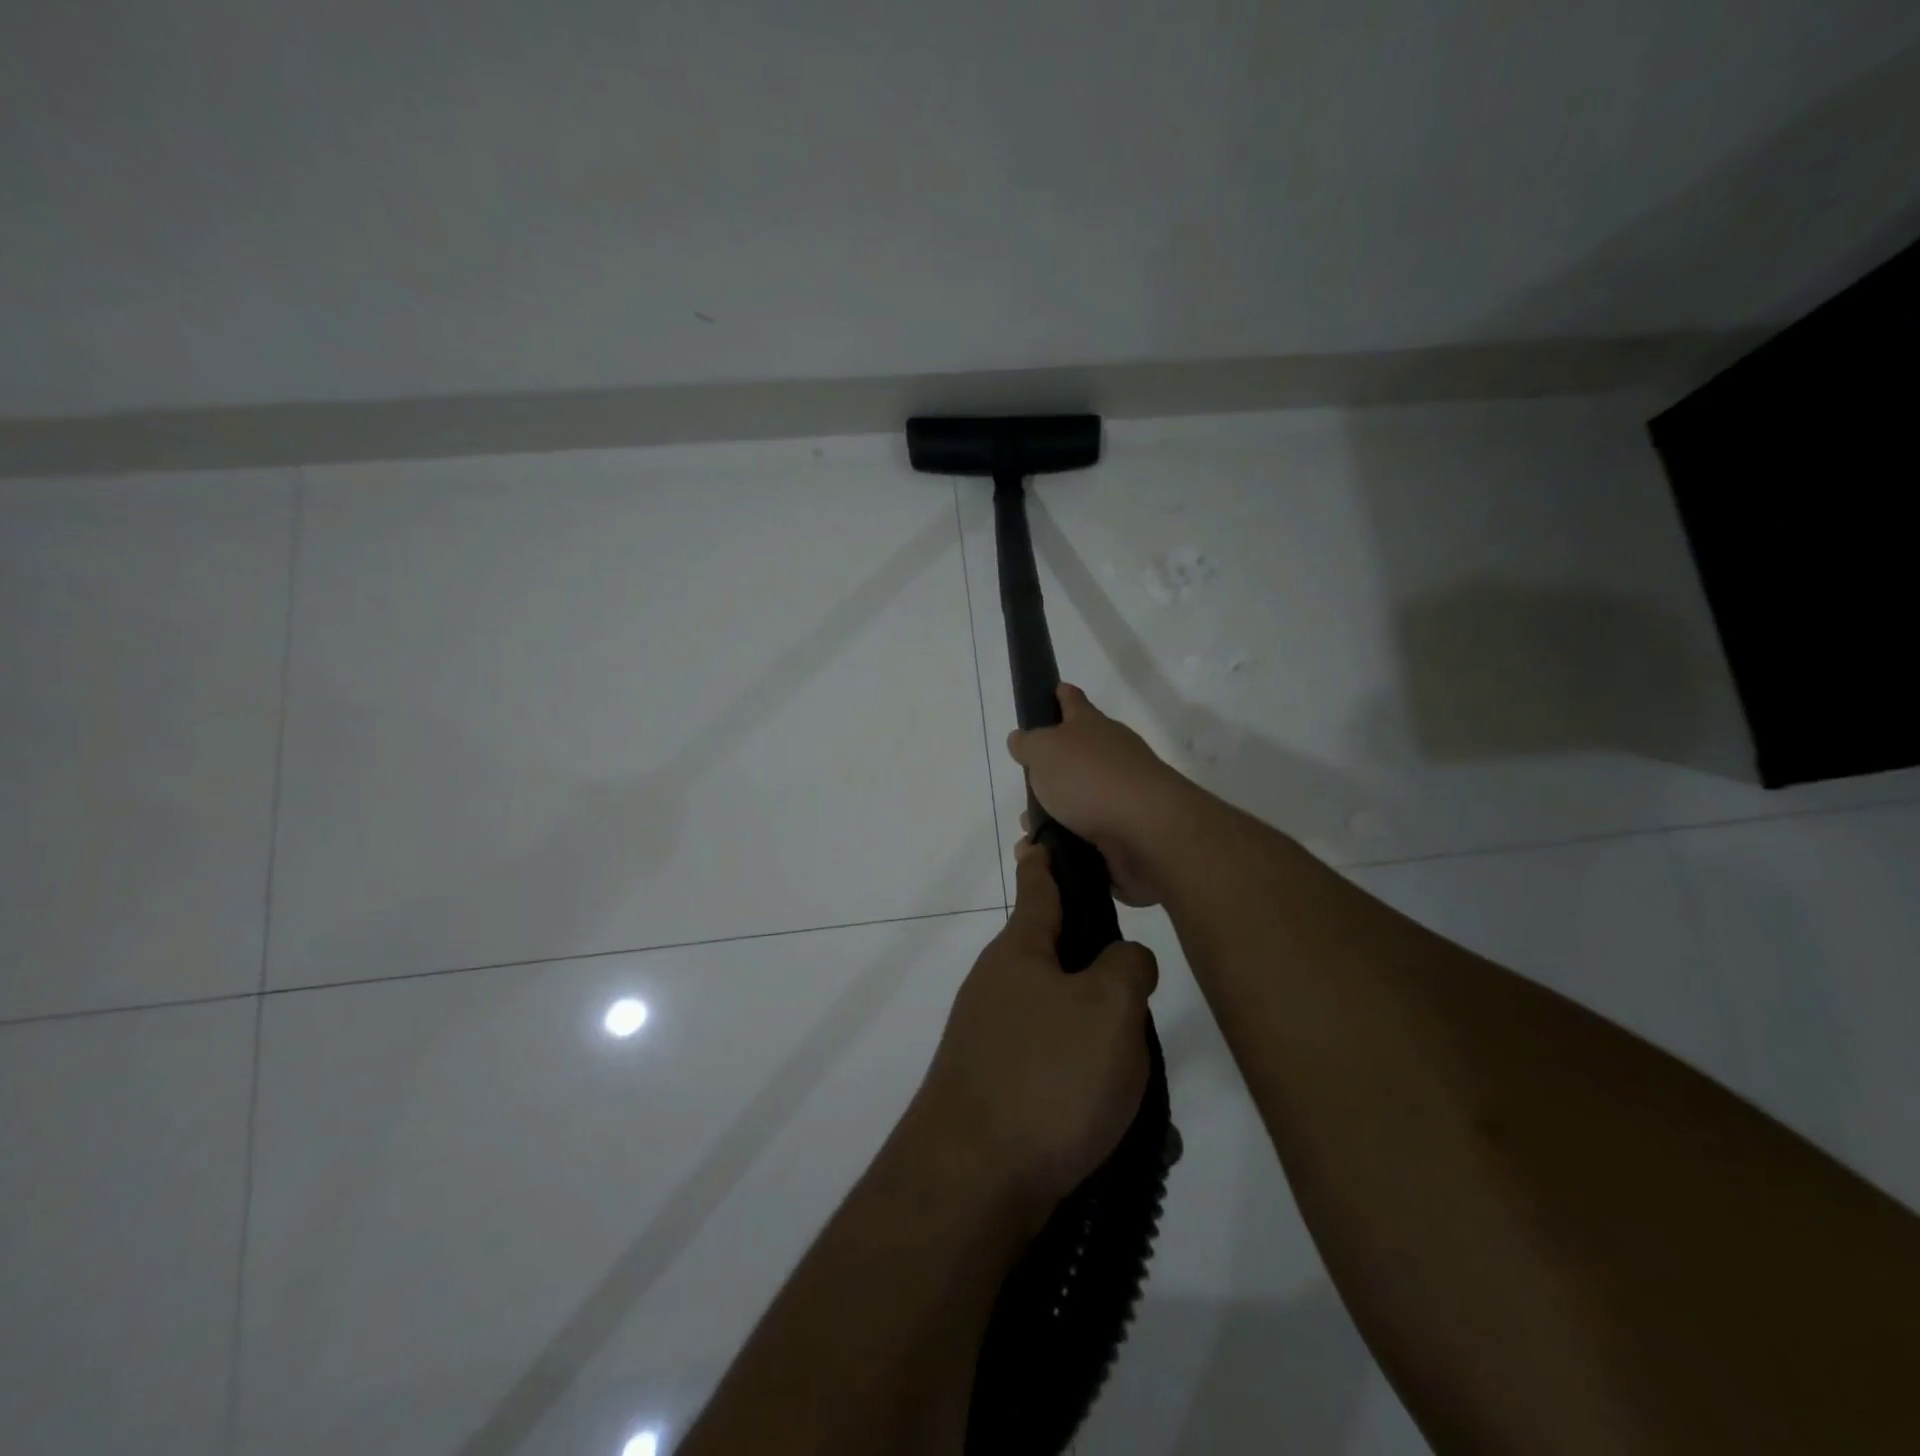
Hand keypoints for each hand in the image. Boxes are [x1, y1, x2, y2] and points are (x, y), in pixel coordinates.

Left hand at [912, 842, 1158, 1211]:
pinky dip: (1083, 1079)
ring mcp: (989, 1036)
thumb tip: (1124, 959)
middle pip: (1052, 955)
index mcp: (1019, 951)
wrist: (971, 1183)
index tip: (1042, 836)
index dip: (1047, 860)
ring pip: (1058, 1016)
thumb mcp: (1109, 1009)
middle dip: (1095, 966)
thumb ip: (1127, 967)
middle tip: (1142, 991)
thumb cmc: (1047, 1077)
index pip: (1038, 887)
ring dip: (1098, 1036)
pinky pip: (1051, 1065)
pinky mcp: (993, 1085)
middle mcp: (996, 985)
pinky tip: (1113, 1117)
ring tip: (1139, 1073)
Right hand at [1007, 684, 1199, 906]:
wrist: (1146, 831)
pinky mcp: (1126, 832)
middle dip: (1052, 767)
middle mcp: (1111, 755)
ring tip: (1029, 828)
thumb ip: (1029, 744)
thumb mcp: (1045, 751)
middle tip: (1027, 781)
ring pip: (1080, 799)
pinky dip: (1067, 841)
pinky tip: (1047, 851)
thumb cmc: (1090, 779)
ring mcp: (1121, 794)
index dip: (1062, 695)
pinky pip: (1087, 834)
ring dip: (1054, 812)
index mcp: (1091, 727)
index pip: (1074, 702)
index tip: (1055, 690)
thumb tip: (1021, 739)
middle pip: (1078, 754)